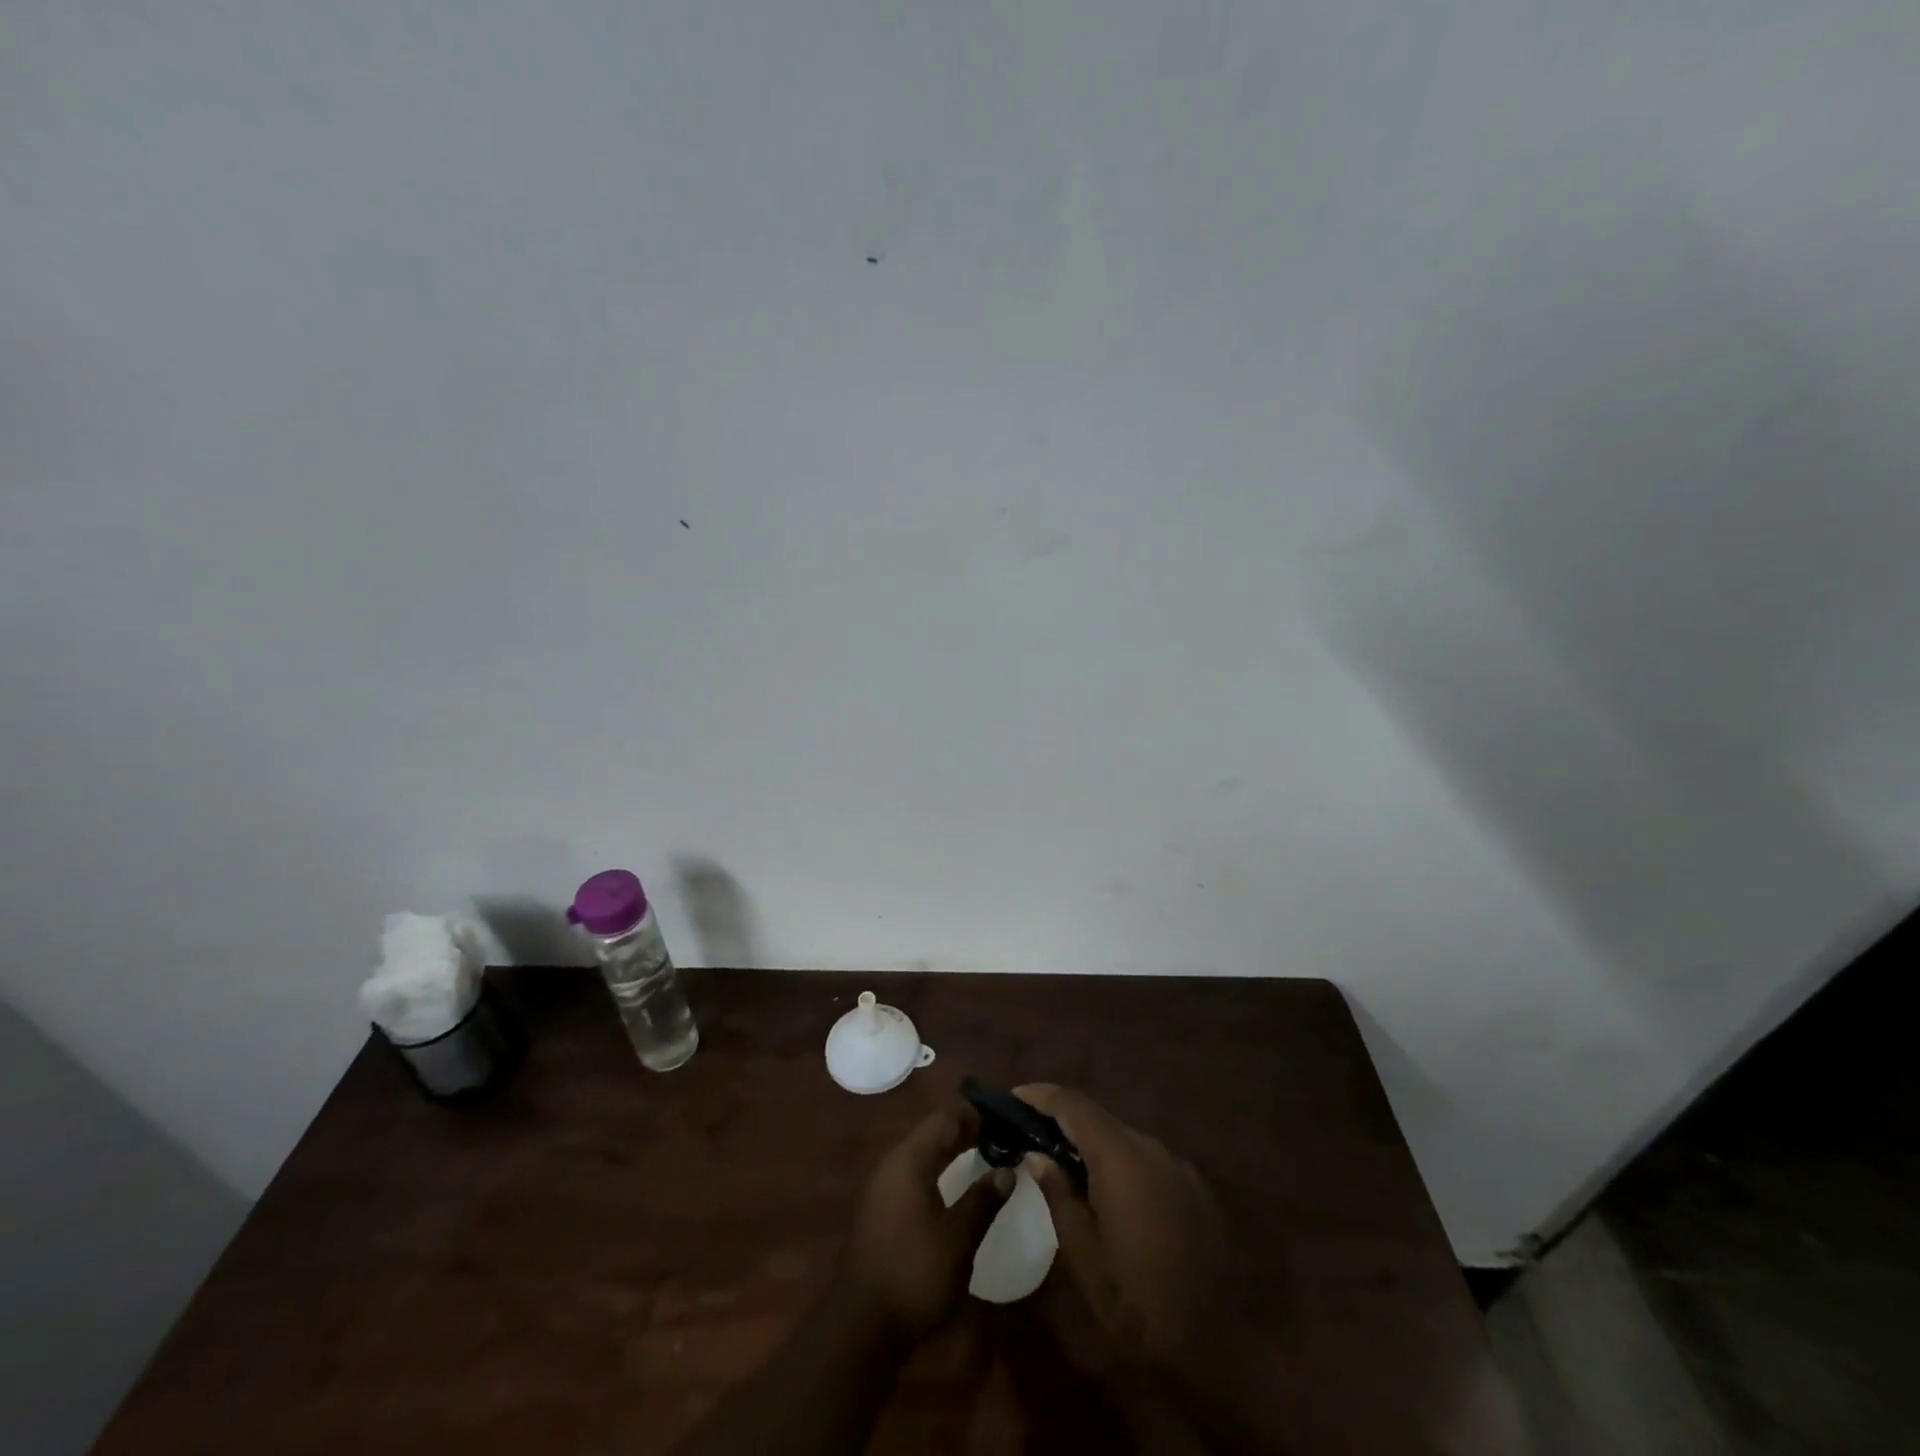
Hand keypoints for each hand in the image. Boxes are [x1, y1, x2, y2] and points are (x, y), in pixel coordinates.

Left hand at [842, 1102, 1012, 1342]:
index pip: (945, 1119)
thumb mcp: (958, 1239)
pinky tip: (952, 1182)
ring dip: (949, 1149)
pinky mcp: (878, 1209)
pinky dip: (935, 1168)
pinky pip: (911, 1172)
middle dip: (964, 1130)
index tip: (1004, 1117)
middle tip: (999, 1133)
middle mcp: (890, 1164)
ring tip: (981, 1151)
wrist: (862, 1326)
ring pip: (920, 1152)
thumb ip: (983, 1200)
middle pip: (931, 1132)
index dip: (975, 1115)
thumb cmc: (914, 1274)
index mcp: (908, 1160)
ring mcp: (880, 1186)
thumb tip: (1006, 1170)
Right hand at [1015, 1084, 1242, 1386]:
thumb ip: (1057, 1192)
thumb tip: (1037, 1154)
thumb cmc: (1135, 1303)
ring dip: (1093, 1143)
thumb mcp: (1081, 1252)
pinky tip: (1110, 1193)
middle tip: (1031, 1134)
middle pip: (1099, 1118)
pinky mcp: (1196, 1189)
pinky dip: (1121, 1163)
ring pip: (1124, 1138)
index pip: (1073, 1104)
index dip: (1040, 1095)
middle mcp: (1152, 1148)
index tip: (1013, 1097)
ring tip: (1065, 1164)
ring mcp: (1178, 1166)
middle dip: (1063, 1119)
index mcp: (1120, 1157)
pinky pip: (1148, 1160)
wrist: (1215, 1348)